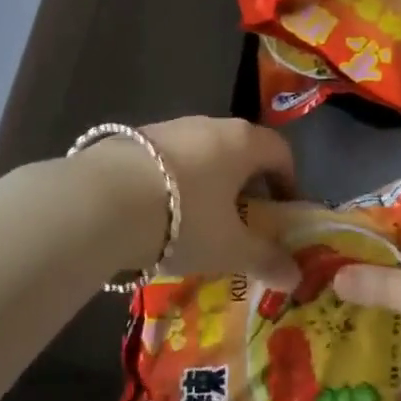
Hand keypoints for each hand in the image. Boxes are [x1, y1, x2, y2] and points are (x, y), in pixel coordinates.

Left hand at [136, 117, 300, 288]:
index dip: (289, 182)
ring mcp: (173, 126)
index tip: (283, 214)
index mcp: (244, 141)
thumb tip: (295, 276)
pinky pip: (172, 158)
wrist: (105, 199)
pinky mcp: (139, 137)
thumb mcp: (230, 248)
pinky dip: (178, 181)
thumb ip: (265, 258)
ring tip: (200, 222)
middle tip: (243, 223)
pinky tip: (162, 213)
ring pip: (205, 153)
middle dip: (247, 184)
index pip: (281, 151)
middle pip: (243, 150)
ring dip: (211, 182)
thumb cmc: (185, 219)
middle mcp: (212, 124)